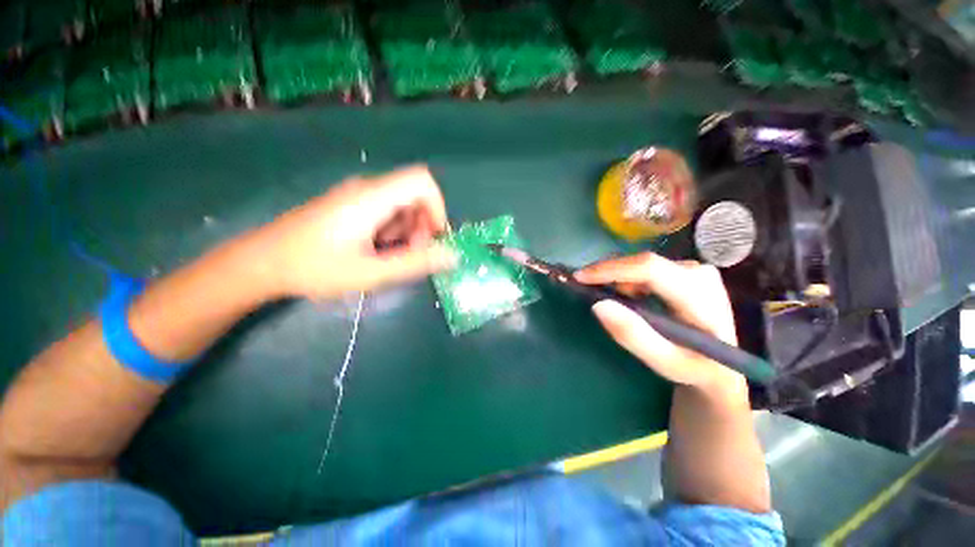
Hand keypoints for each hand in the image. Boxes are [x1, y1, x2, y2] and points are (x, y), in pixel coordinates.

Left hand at [251, 165, 455, 297]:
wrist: (262, 263)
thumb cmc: (315, 268)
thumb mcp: (371, 272)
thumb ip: (415, 263)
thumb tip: (453, 256)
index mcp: (372, 198)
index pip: (421, 181)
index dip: (437, 208)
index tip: (434, 238)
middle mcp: (367, 188)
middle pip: (414, 194)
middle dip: (423, 225)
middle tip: (411, 254)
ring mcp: (357, 195)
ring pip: (401, 204)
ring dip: (408, 230)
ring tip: (390, 256)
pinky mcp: (350, 204)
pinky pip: (385, 210)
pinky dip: (393, 230)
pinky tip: (376, 249)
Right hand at [575, 253, 743, 390]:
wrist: (722, 364)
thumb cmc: (694, 367)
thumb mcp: (664, 362)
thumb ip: (633, 335)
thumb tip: (598, 305)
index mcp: (701, 296)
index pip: (650, 270)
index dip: (611, 269)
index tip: (580, 277)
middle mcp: (699, 273)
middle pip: (642, 264)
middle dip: (610, 275)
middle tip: (586, 290)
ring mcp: (694, 268)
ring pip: (641, 264)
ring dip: (618, 278)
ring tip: (608, 298)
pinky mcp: (687, 270)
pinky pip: (646, 268)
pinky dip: (628, 279)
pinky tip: (626, 296)